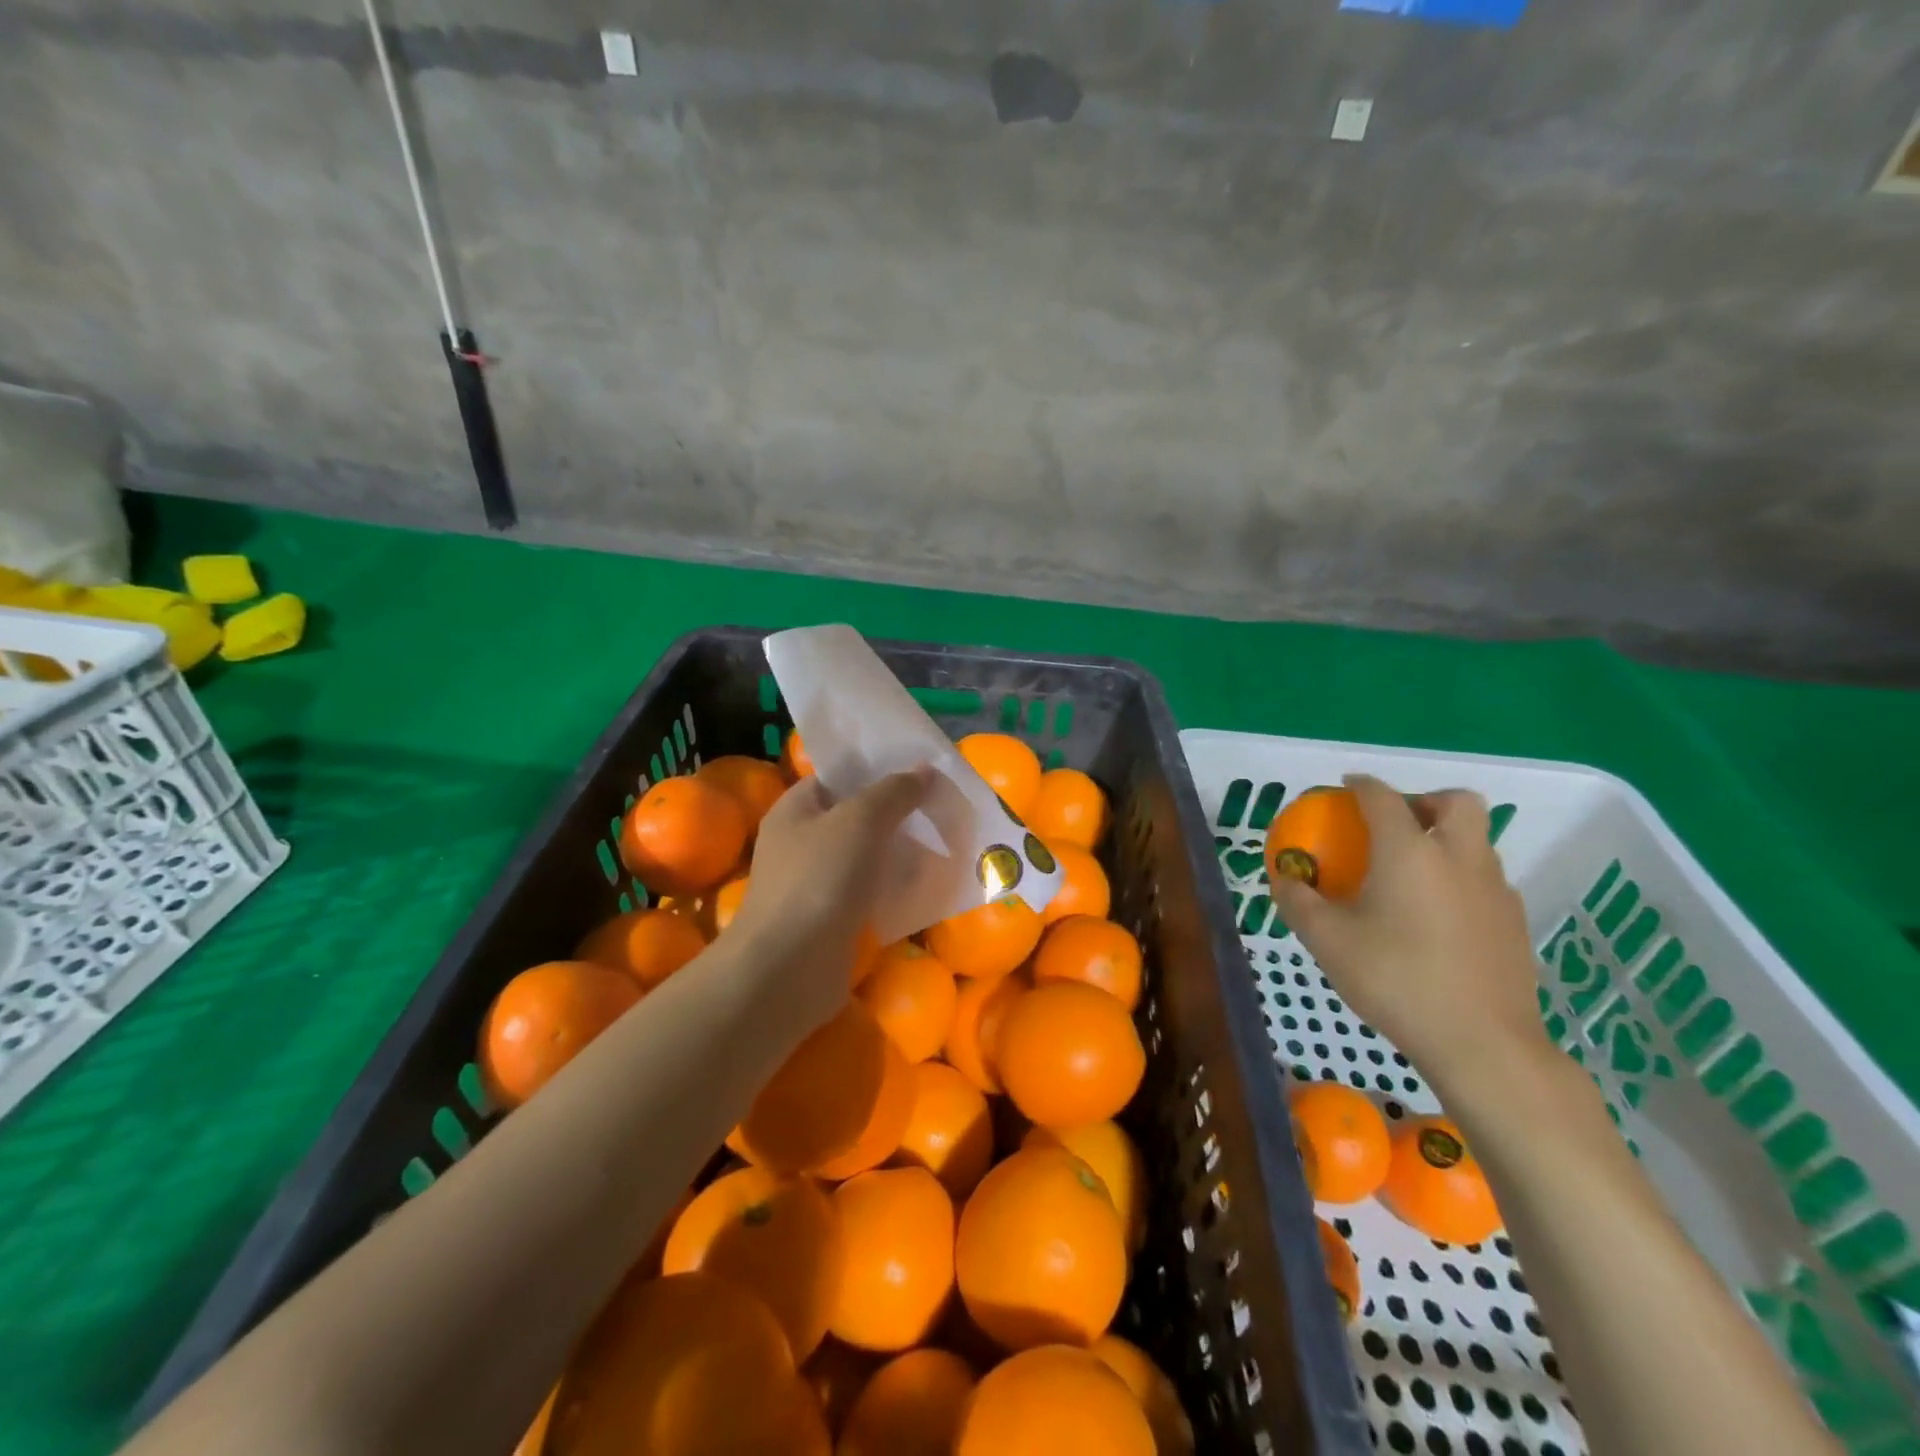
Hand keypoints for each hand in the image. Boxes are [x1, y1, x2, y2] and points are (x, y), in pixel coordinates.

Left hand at [724, 767, 932, 1026]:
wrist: (789, 970)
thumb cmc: (818, 879)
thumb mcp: (860, 821)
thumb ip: (894, 792)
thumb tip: (925, 769)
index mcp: (796, 809)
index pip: (838, 776)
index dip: (876, 768)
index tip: (920, 769)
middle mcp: (802, 842)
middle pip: (857, 816)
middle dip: (898, 812)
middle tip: (943, 804)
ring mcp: (817, 883)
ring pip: (868, 857)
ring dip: (902, 851)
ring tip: (948, 840)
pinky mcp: (834, 919)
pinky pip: (872, 892)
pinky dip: (897, 887)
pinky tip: (932, 883)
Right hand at [1267, 775, 1554, 1104]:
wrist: (1483, 1043)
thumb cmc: (1396, 980)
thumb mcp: (1327, 941)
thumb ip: (1298, 902)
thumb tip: (1284, 878)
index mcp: (1410, 852)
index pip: (1384, 797)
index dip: (1361, 785)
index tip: (1346, 785)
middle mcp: (1459, 858)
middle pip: (1456, 802)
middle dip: (1424, 800)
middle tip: (1395, 824)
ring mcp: (1495, 890)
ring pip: (1477, 840)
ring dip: (1445, 839)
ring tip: (1411, 872)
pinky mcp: (1514, 922)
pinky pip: (1485, 878)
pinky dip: (1460, 877)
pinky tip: (1436, 915)